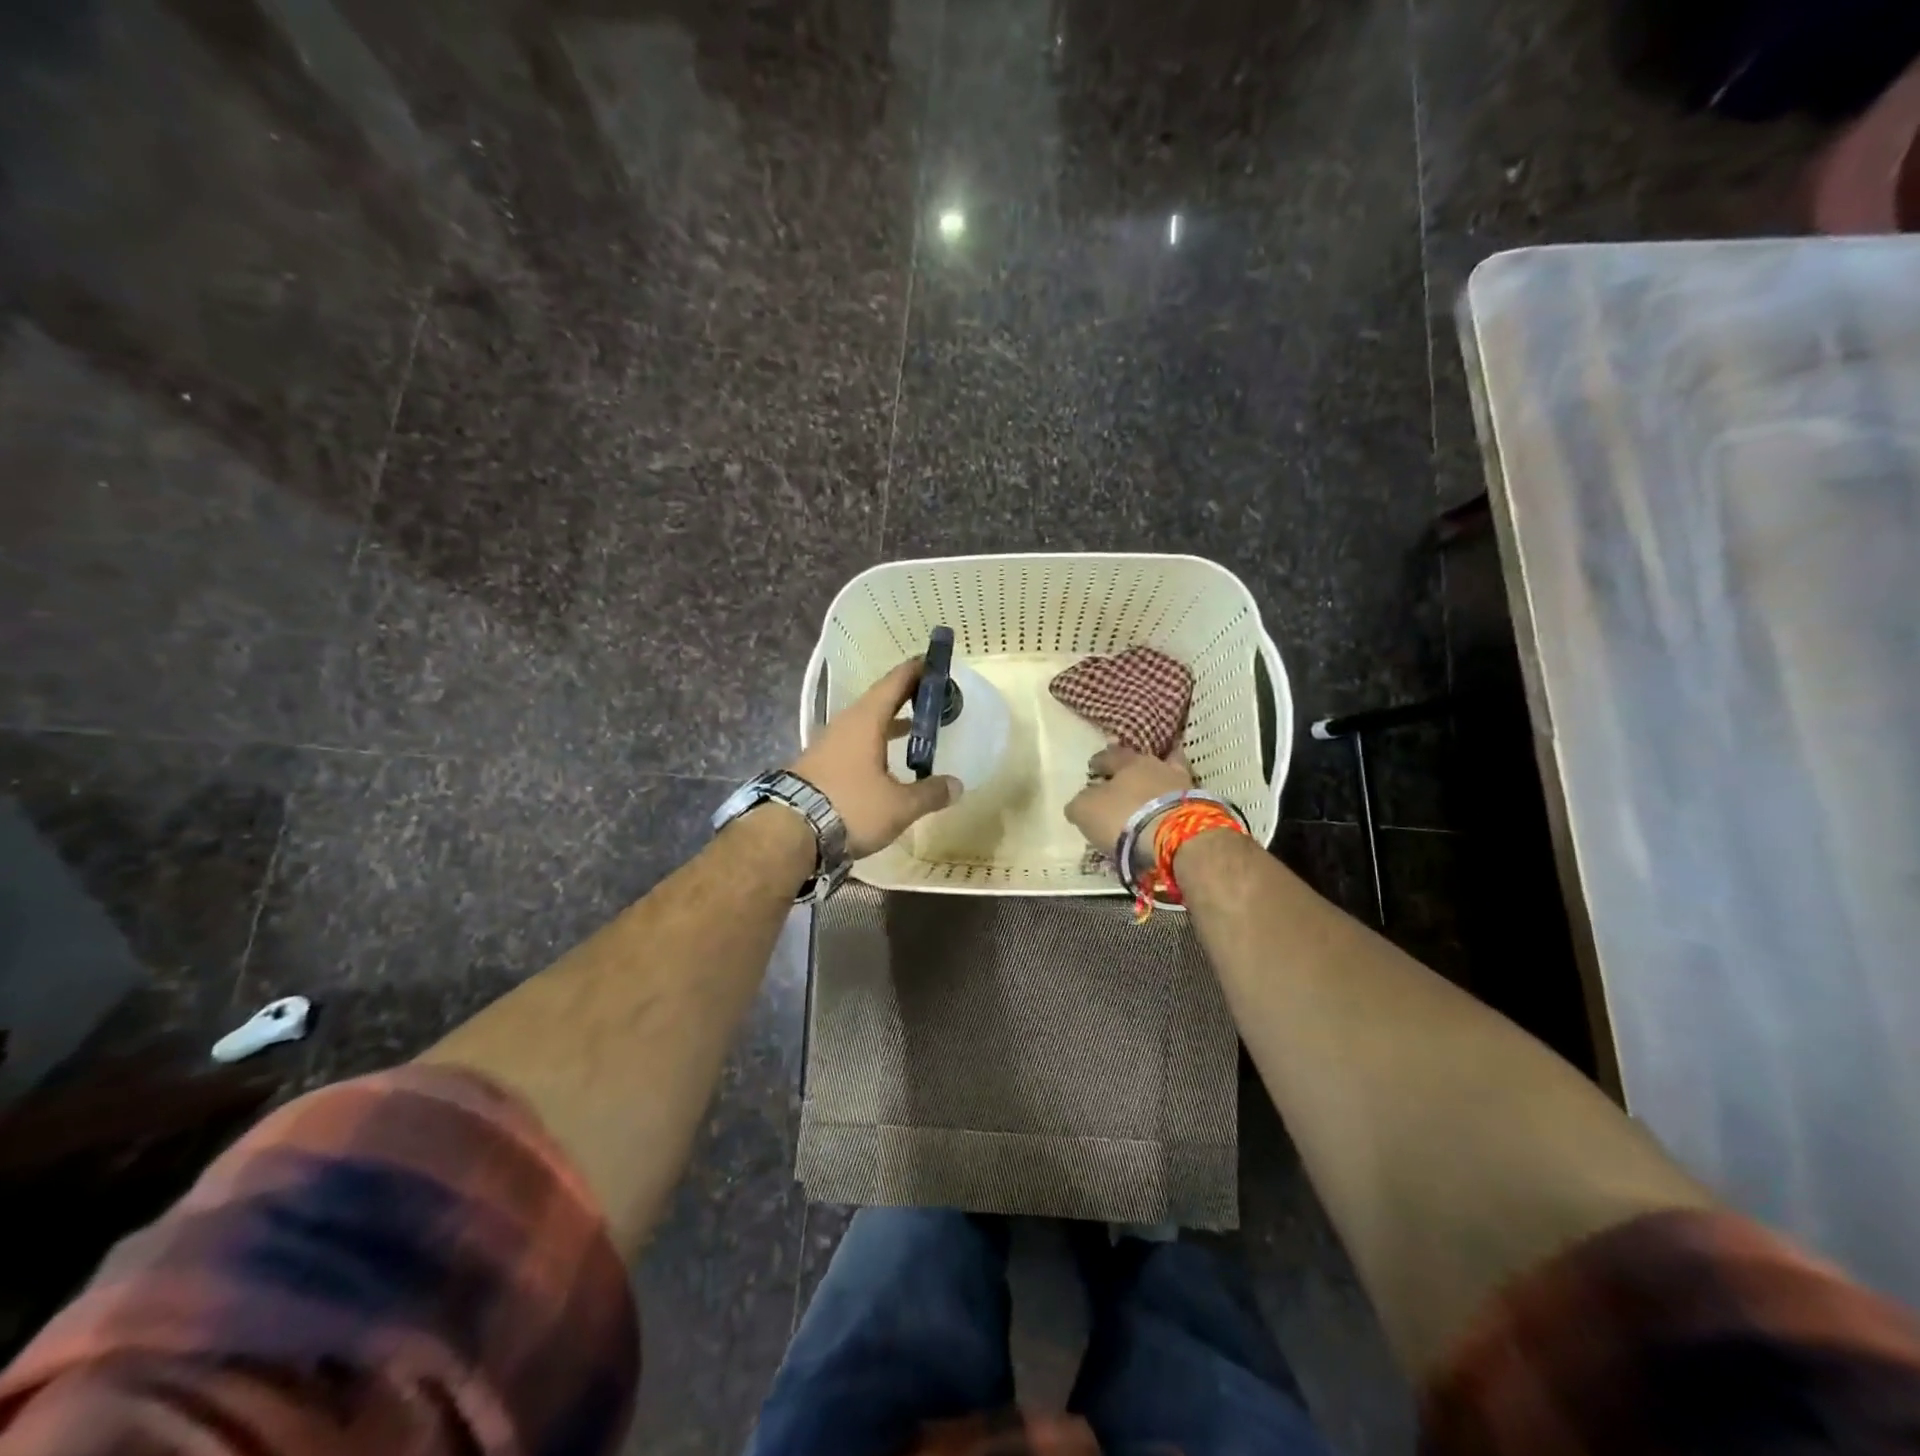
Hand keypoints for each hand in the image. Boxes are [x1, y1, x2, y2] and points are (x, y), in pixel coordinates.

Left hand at [791, 658, 962, 858]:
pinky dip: (873, 744)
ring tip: (913, 729)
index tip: (932, 661)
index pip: (893, 684)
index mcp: (865, 721)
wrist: (788, 832)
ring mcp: (827, 745)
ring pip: (864, 725)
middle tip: (930, 697)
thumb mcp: (898, 806)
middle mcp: (844, 725)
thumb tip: (956, 785)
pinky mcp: (818, 766)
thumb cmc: (850, 807)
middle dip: (904, 698)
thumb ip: (929, 793)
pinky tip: (884, 764)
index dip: (914, 671)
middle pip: (878, 702)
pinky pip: (853, 745)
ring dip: (888, 724)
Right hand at [1064, 743, 1194, 854]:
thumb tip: (1081, 802)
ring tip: (1150, 797)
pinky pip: (1182, 801)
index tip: (1093, 767)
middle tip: (1124, 780)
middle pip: (1143, 762)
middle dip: (1133, 769)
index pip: (1110, 755)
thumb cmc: (1124, 818)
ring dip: (1158, 785)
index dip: (1100, 761)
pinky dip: (1174, 805)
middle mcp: (1158, 766)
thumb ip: (1081, 802)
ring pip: (1168, 778)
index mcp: (1128, 762)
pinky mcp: (1202, 807)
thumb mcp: (1087, 810)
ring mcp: (1184, 785)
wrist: (1178, 838)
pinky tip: (1168, 813)